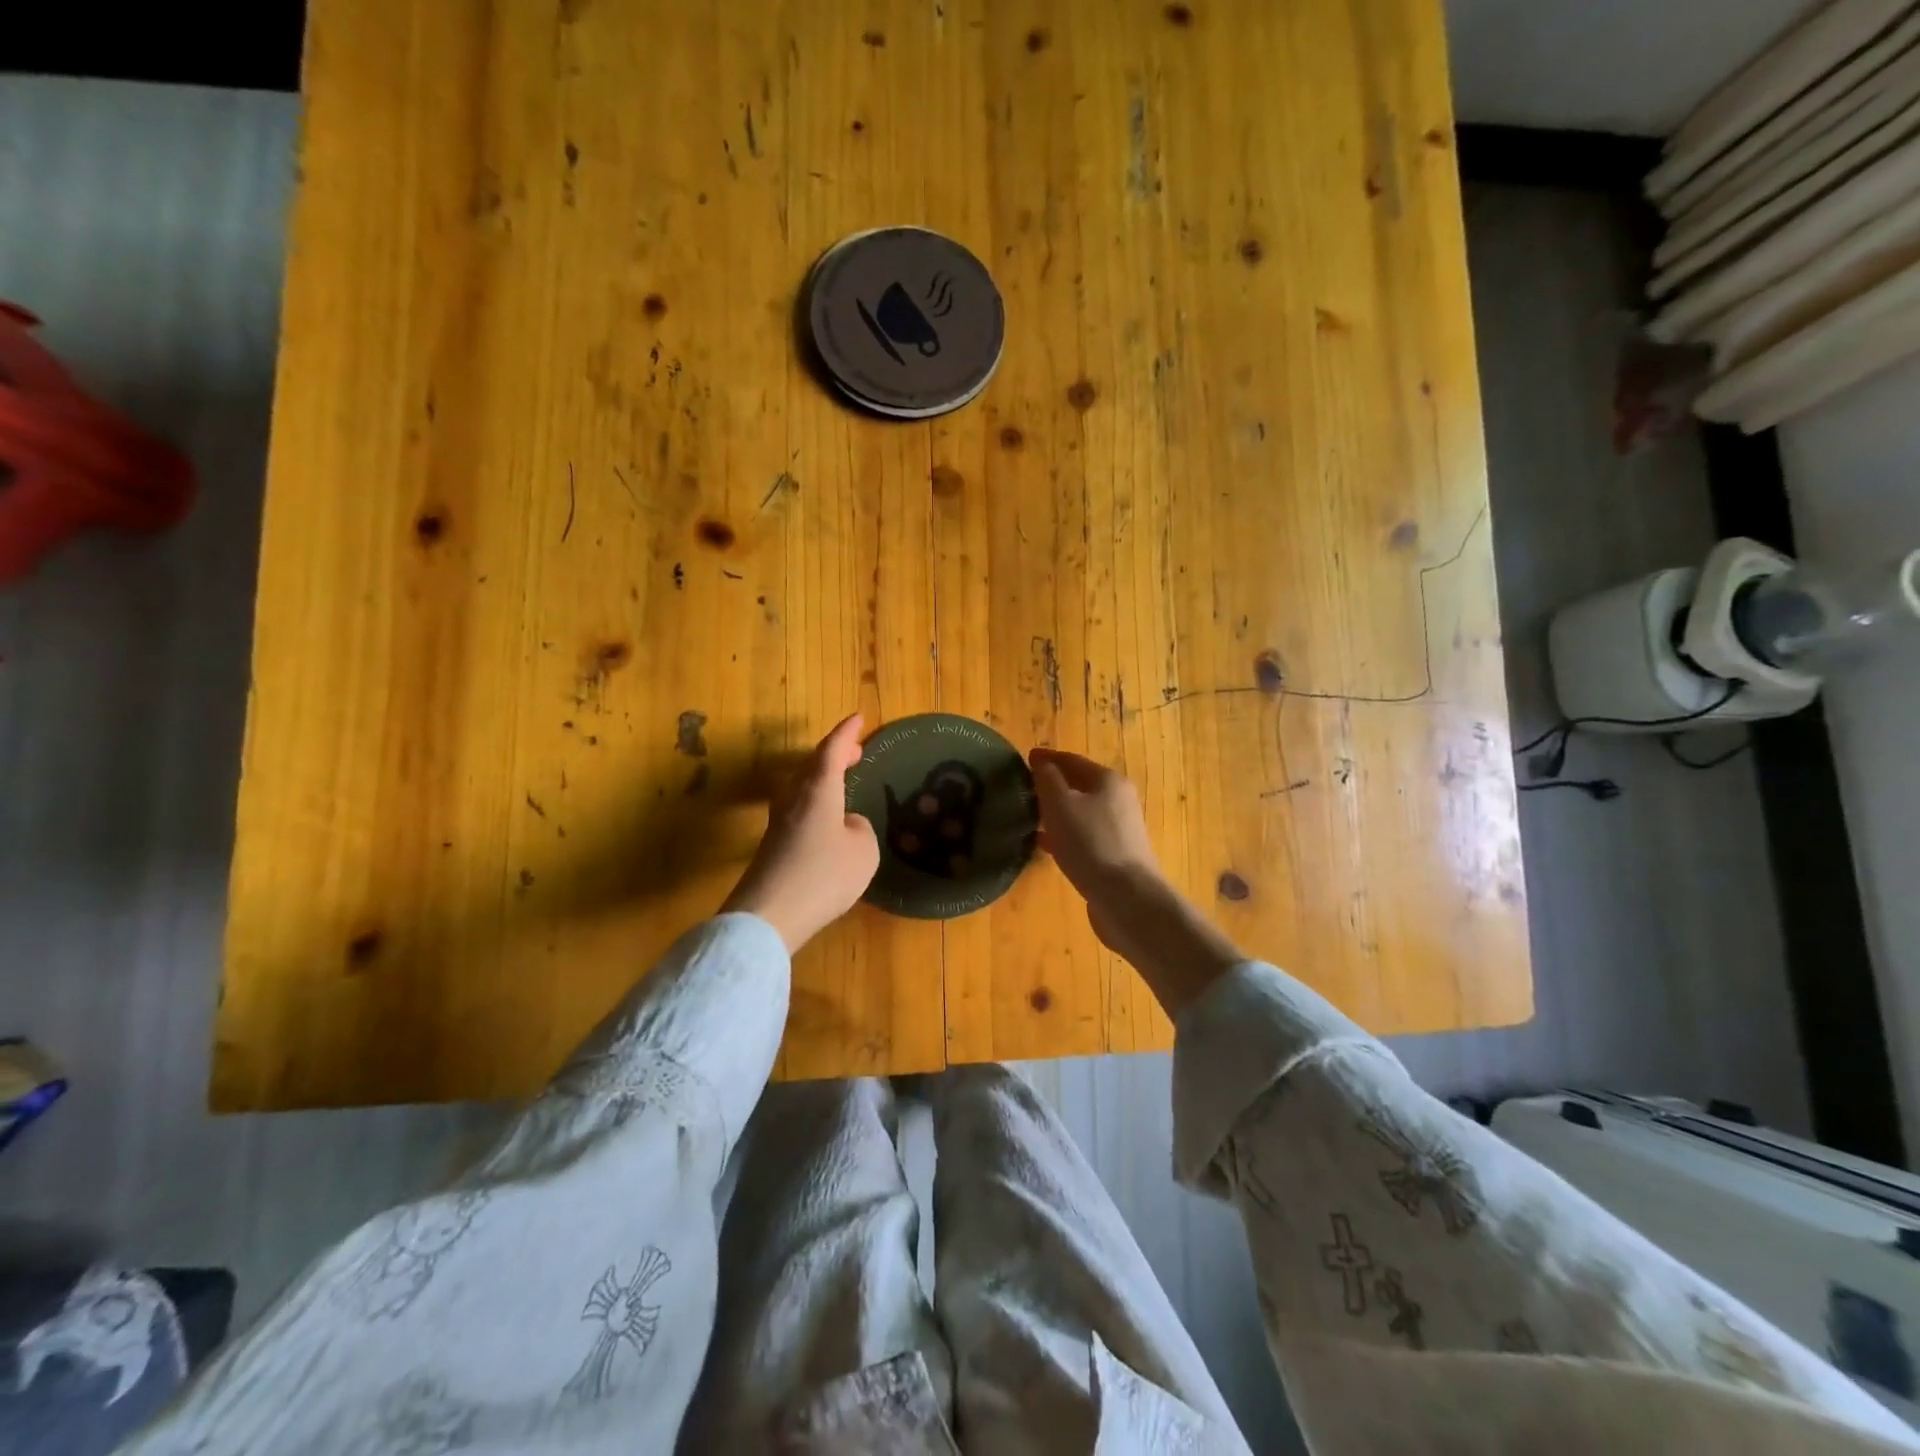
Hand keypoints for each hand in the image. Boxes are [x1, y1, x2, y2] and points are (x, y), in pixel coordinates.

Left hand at [722, 714, 878, 953]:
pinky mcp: (773, 845)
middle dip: (834, 755)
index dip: (846, 733)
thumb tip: (846, 825)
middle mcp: (794, 797)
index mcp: (818, 789)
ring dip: (822, 779)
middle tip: (856, 752)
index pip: (832, 750)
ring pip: (802, 787)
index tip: (858, 718)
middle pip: (812, 765)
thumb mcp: (863, 850)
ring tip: (842, 781)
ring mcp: (779, 821)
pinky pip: (798, 810)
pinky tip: (827, 820)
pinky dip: (816, 802)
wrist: (770, 914)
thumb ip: (860, 829)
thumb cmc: (824, 875)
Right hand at [1030, 747, 1242, 1014]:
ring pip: (1081, 812)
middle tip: (1023, 788)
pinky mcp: (1116, 855)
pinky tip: (1045, 844)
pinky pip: (1084, 836)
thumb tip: (1041, 761)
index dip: (1047, 758)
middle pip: (1079, 785)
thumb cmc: (1090, 843)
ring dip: (1056, 811)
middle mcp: (1118, 799)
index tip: (1025, 758)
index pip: (1071, 760)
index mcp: (1107, 780)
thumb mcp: (1060, 804)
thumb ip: (1047, 778)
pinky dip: (1064, 834)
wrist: (1127, 898)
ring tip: (1029, 816)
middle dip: (1052, 785)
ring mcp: (1120, 829)